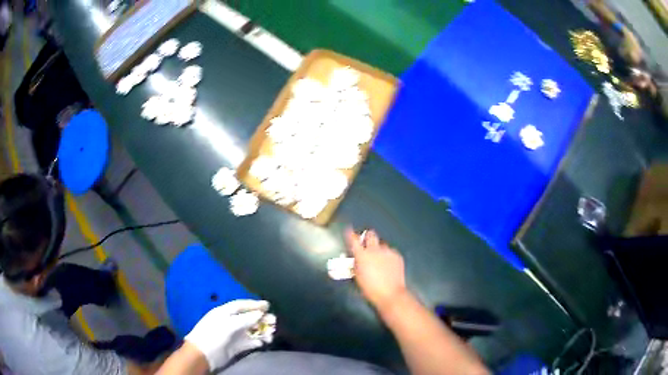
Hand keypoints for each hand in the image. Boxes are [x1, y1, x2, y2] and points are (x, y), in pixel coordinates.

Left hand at [184, 299, 273, 370]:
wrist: (203, 355)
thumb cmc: (213, 335)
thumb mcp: (228, 324)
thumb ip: (245, 319)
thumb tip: (260, 314)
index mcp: (224, 312)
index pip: (241, 305)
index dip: (254, 304)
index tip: (268, 305)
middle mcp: (229, 322)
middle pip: (248, 317)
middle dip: (261, 318)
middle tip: (274, 321)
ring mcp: (233, 335)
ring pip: (251, 330)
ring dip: (262, 330)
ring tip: (272, 333)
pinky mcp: (236, 346)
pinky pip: (250, 341)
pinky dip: (257, 341)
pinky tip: (264, 342)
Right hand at [345, 229, 406, 310]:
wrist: (390, 293)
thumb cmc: (370, 289)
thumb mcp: (358, 277)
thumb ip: (356, 264)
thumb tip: (356, 259)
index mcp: (362, 255)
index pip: (353, 239)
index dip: (350, 233)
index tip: (349, 230)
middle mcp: (374, 250)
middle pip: (371, 235)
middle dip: (368, 237)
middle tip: (367, 243)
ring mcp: (387, 251)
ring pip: (382, 244)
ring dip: (379, 249)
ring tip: (380, 259)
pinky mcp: (397, 255)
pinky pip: (391, 252)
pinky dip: (388, 256)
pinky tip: (388, 265)